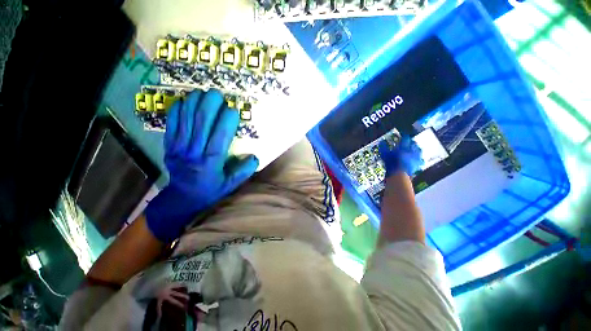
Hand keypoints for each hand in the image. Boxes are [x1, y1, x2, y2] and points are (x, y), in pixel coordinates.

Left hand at [145, 90, 258, 241]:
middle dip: (209, 105)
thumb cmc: (211, 189)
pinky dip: (177, 110)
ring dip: (194, 103)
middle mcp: (194, 152)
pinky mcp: (169, 145)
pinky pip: (171, 124)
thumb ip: (244, 171)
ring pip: (186, 120)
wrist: (183, 197)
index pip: (219, 137)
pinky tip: (184, 101)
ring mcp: (179, 148)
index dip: (226, 121)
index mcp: (211, 163)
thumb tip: (255, 157)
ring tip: (203, 92)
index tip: (233, 109)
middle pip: (201, 123)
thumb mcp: (231, 184)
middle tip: (218, 94)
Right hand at [378, 135, 423, 176]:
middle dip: (412, 143)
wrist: (399, 173)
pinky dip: (420, 159)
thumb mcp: (385, 155)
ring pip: (419, 150)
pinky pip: (421, 160)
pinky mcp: (418, 163)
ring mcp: (416, 156)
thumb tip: (381, 143)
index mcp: (403, 146)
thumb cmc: (391, 163)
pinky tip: (420, 160)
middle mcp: (411, 150)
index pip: (406, 139)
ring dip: (417, 149)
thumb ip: (384, 148)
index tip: (404, 136)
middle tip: (410, 142)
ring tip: (416, 149)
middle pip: (413, 143)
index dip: (405, 137)